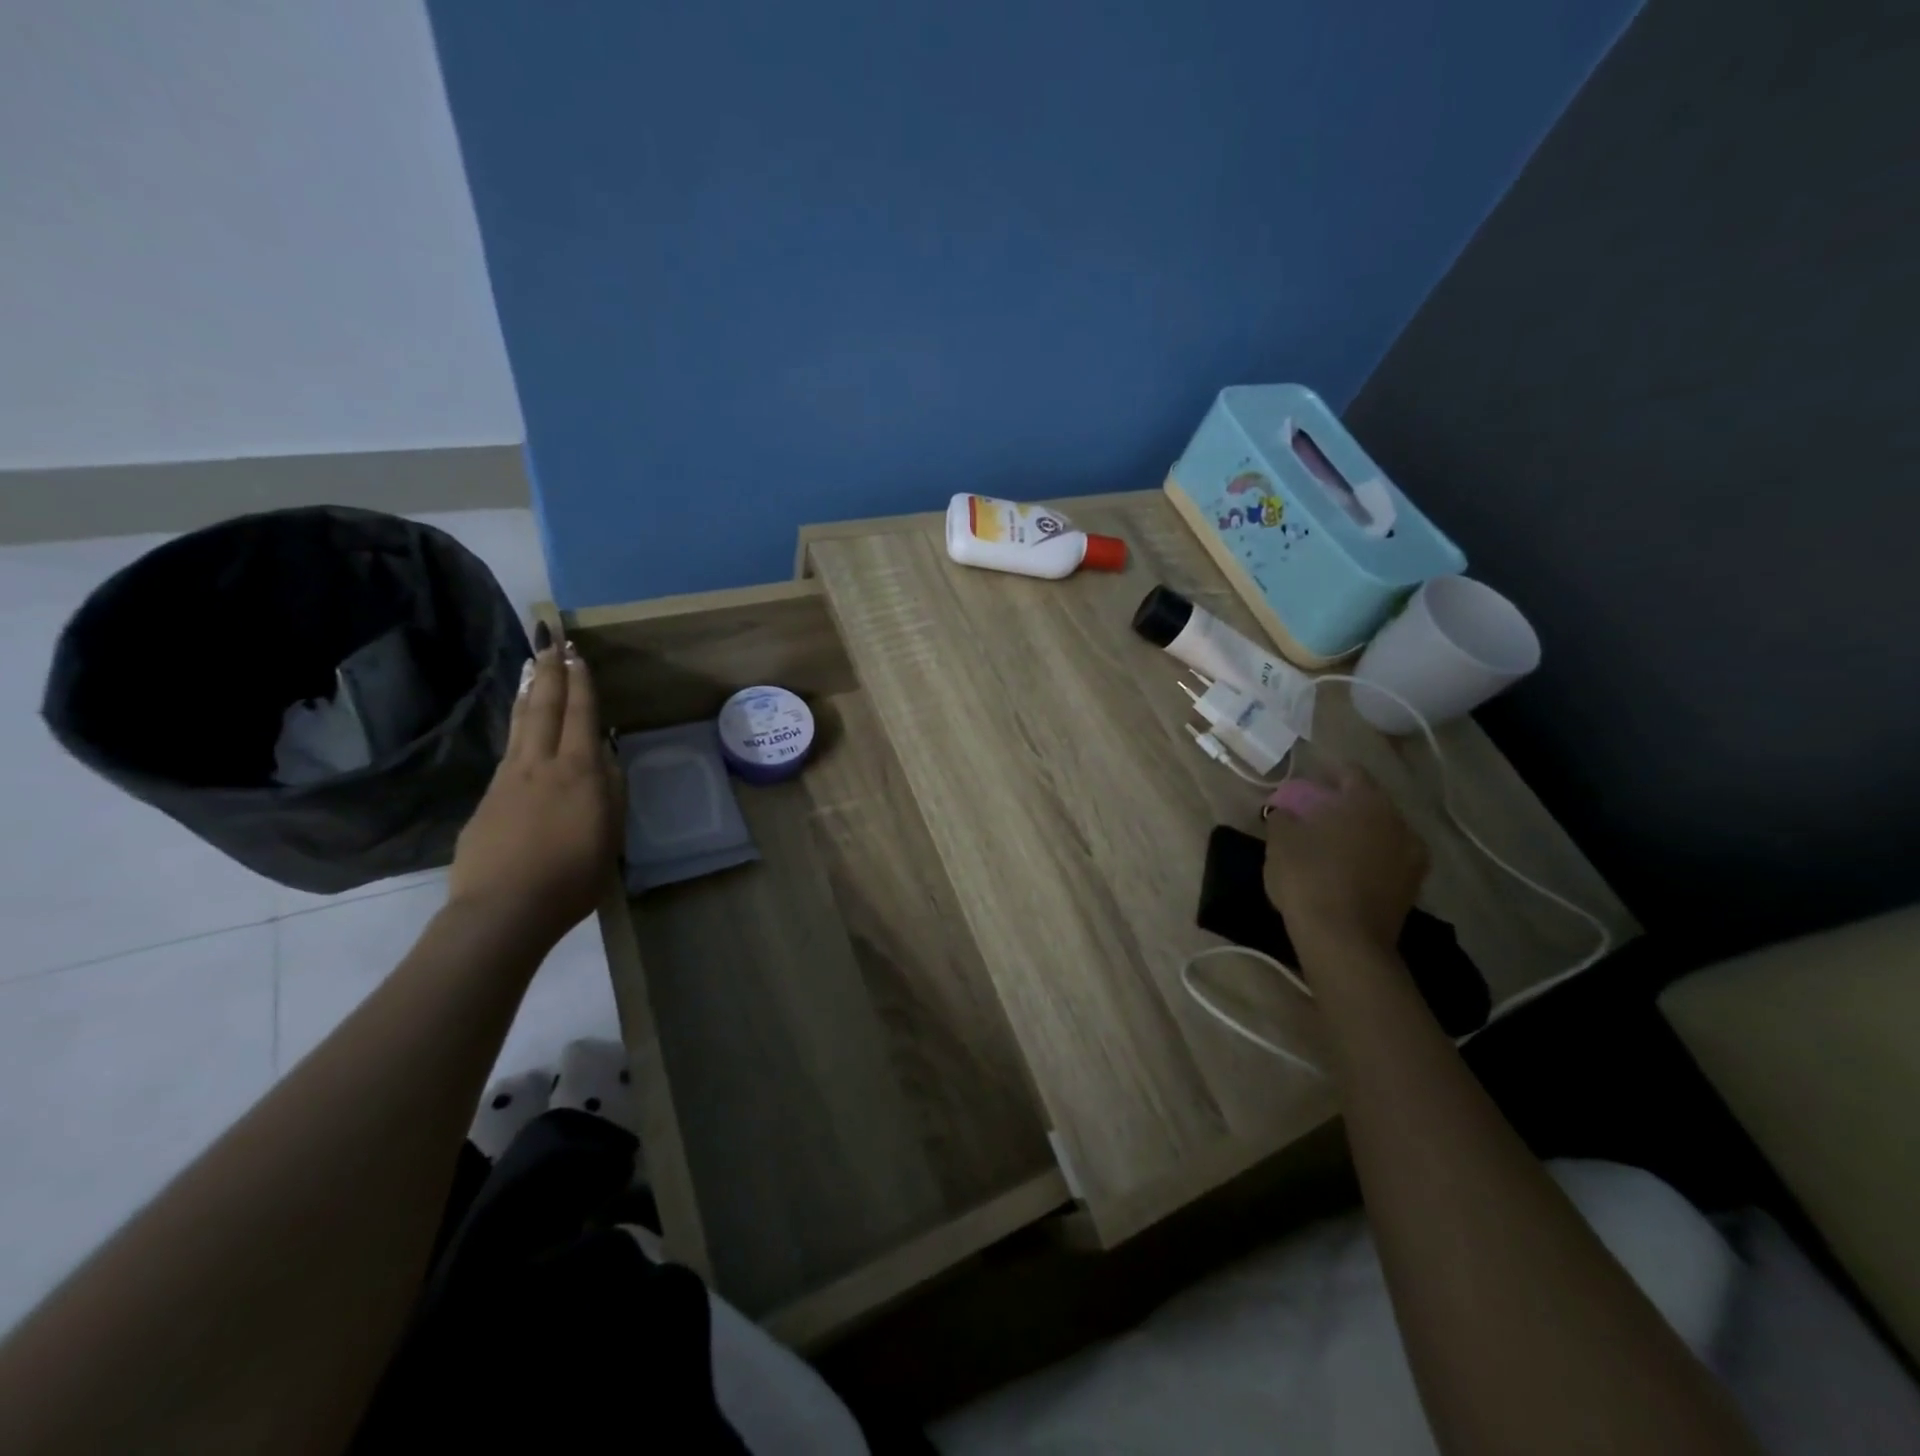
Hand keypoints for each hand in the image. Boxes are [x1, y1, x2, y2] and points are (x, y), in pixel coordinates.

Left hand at [448, 632, 622, 949]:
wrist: (503, 909)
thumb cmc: (573, 876)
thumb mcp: (611, 835)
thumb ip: (610, 791)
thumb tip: (605, 758)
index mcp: (579, 772)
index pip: (580, 715)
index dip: (580, 683)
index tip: (577, 653)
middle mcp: (541, 765)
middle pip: (544, 708)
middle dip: (550, 671)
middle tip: (551, 640)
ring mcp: (508, 780)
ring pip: (520, 724)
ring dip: (528, 691)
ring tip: (532, 667)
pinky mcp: (487, 800)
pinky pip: (508, 752)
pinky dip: (517, 727)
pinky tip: (521, 729)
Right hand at [1263, 763, 1426, 955]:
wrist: (1344, 941)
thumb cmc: (1309, 878)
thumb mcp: (1281, 841)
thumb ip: (1283, 817)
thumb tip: (1285, 812)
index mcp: (1367, 802)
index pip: (1349, 772)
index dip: (1327, 771)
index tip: (1308, 778)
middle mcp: (1398, 823)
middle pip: (1369, 803)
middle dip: (1344, 804)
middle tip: (1315, 811)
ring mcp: (1411, 858)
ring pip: (1381, 832)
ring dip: (1358, 832)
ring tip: (1329, 842)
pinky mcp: (1411, 889)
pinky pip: (1386, 860)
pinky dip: (1367, 858)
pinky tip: (1344, 868)